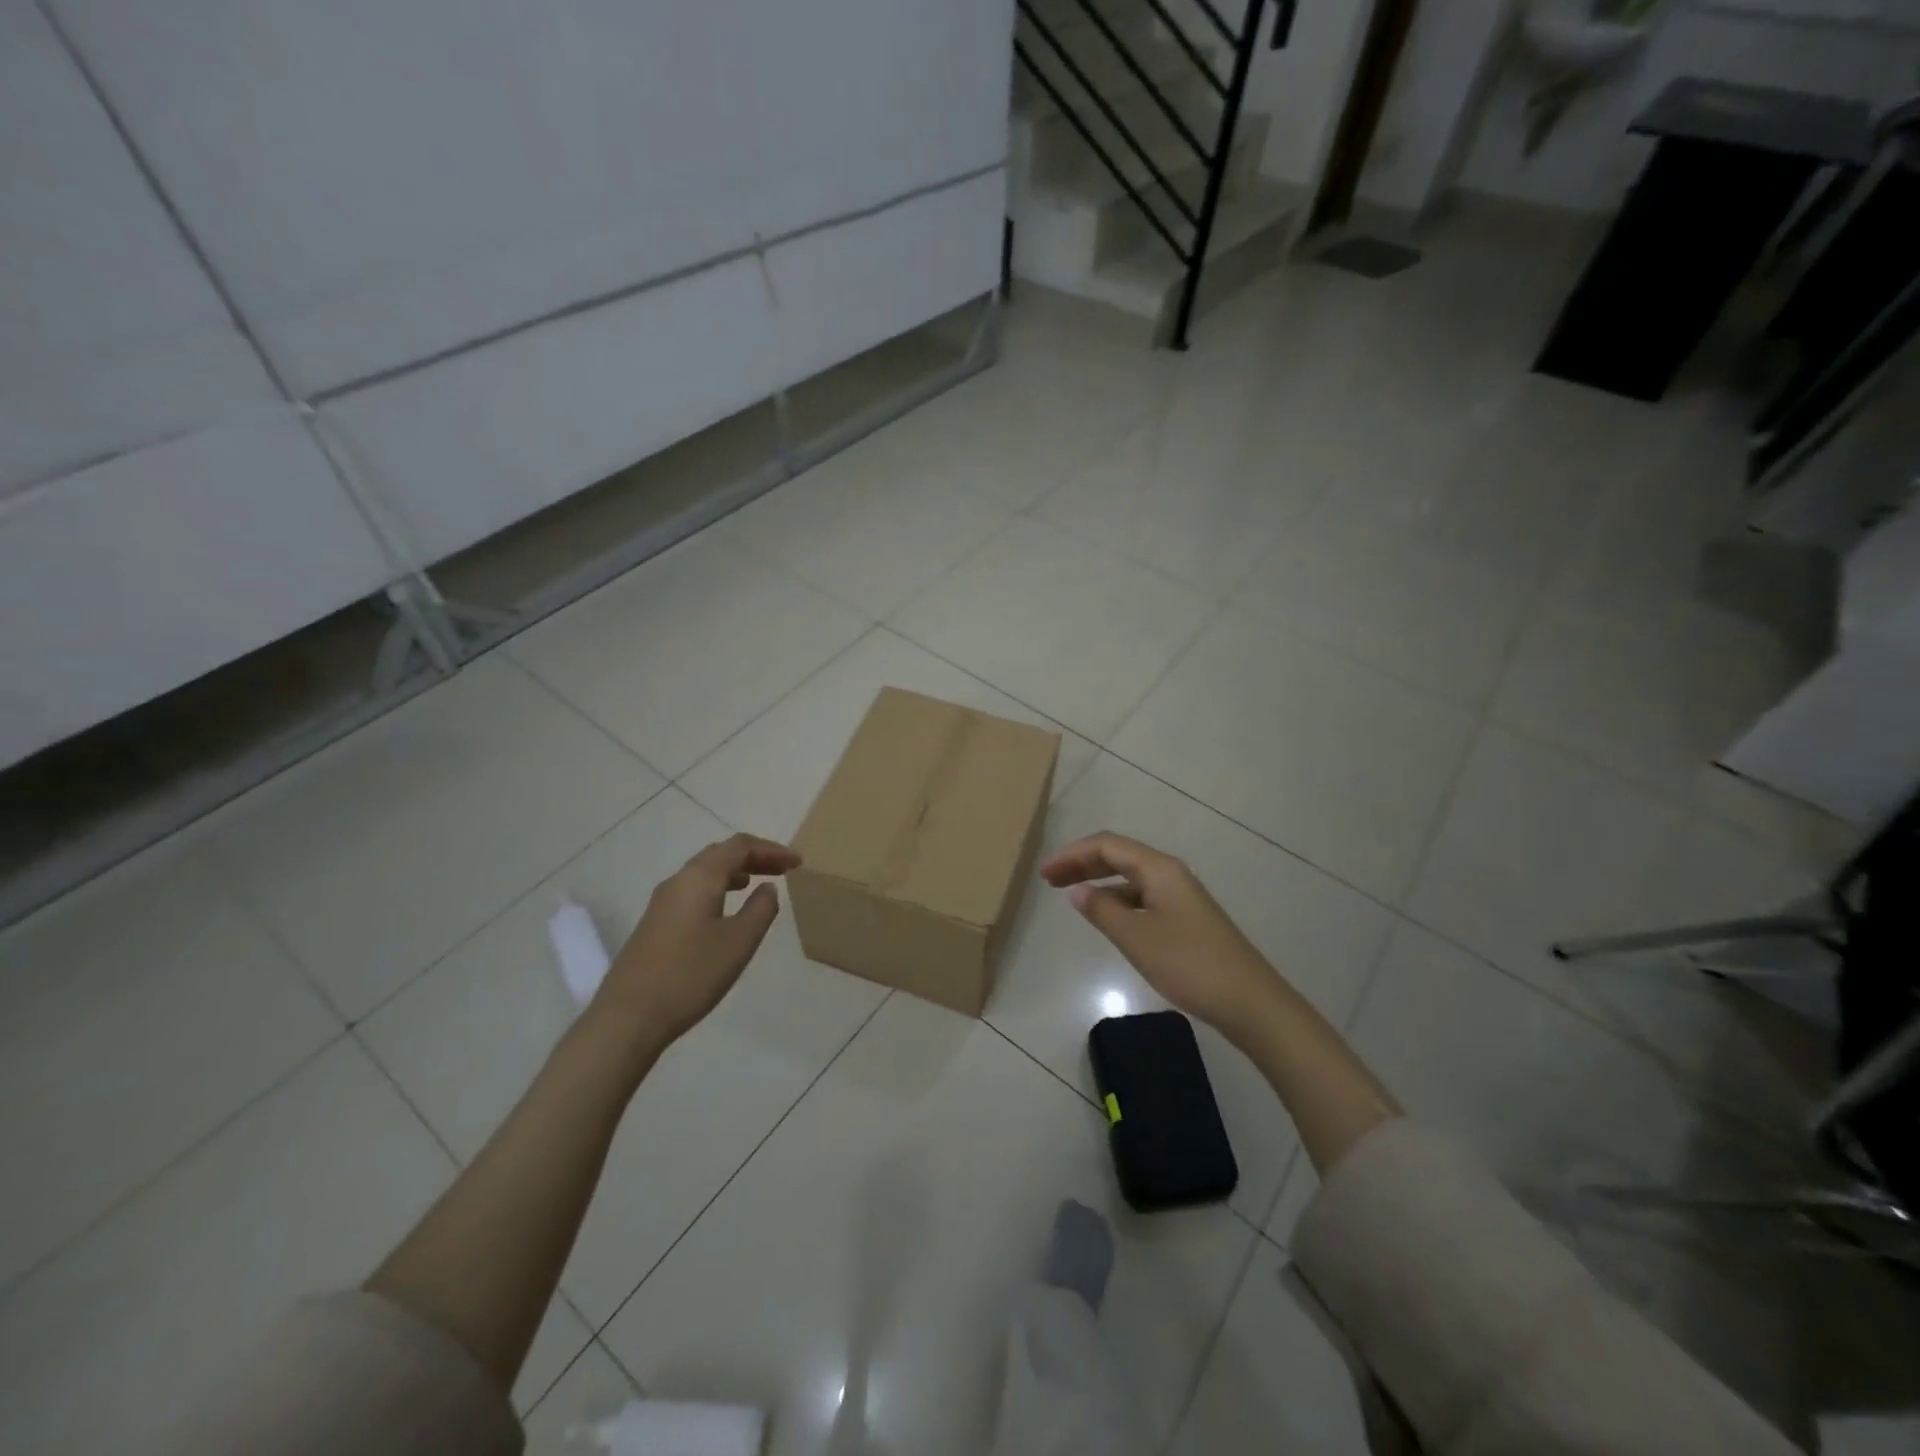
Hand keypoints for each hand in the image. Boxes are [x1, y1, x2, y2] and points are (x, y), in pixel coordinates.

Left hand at [593, 833, 800, 1049]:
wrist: (628, 1017)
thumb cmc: (691, 974)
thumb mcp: (739, 942)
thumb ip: (761, 909)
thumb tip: (767, 888)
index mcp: (699, 878)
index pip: (740, 846)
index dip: (772, 849)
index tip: (797, 863)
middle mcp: (678, 881)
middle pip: (720, 854)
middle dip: (754, 857)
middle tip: (784, 870)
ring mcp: (662, 903)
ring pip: (705, 873)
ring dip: (736, 872)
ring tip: (759, 885)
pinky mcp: (655, 924)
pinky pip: (694, 891)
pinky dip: (719, 889)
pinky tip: (727, 911)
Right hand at [1040, 832, 1278, 1041]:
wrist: (1250, 1001)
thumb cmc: (1189, 964)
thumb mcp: (1136, 937)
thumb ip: (1102, 910)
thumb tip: (1077, 890)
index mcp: (1158, 869)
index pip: (1107, 845)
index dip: (1072, 854)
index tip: (1044, 874)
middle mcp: (1169, 874)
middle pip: (1119, 856)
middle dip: (1082, 863)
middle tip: (1050, 880)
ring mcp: (1180, 896)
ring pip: (1130, 876)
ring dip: (1099, 881)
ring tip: (1072, 896)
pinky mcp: (1185, 918)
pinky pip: (1141, 896)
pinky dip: (1117, 899)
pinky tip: (1107, 917)